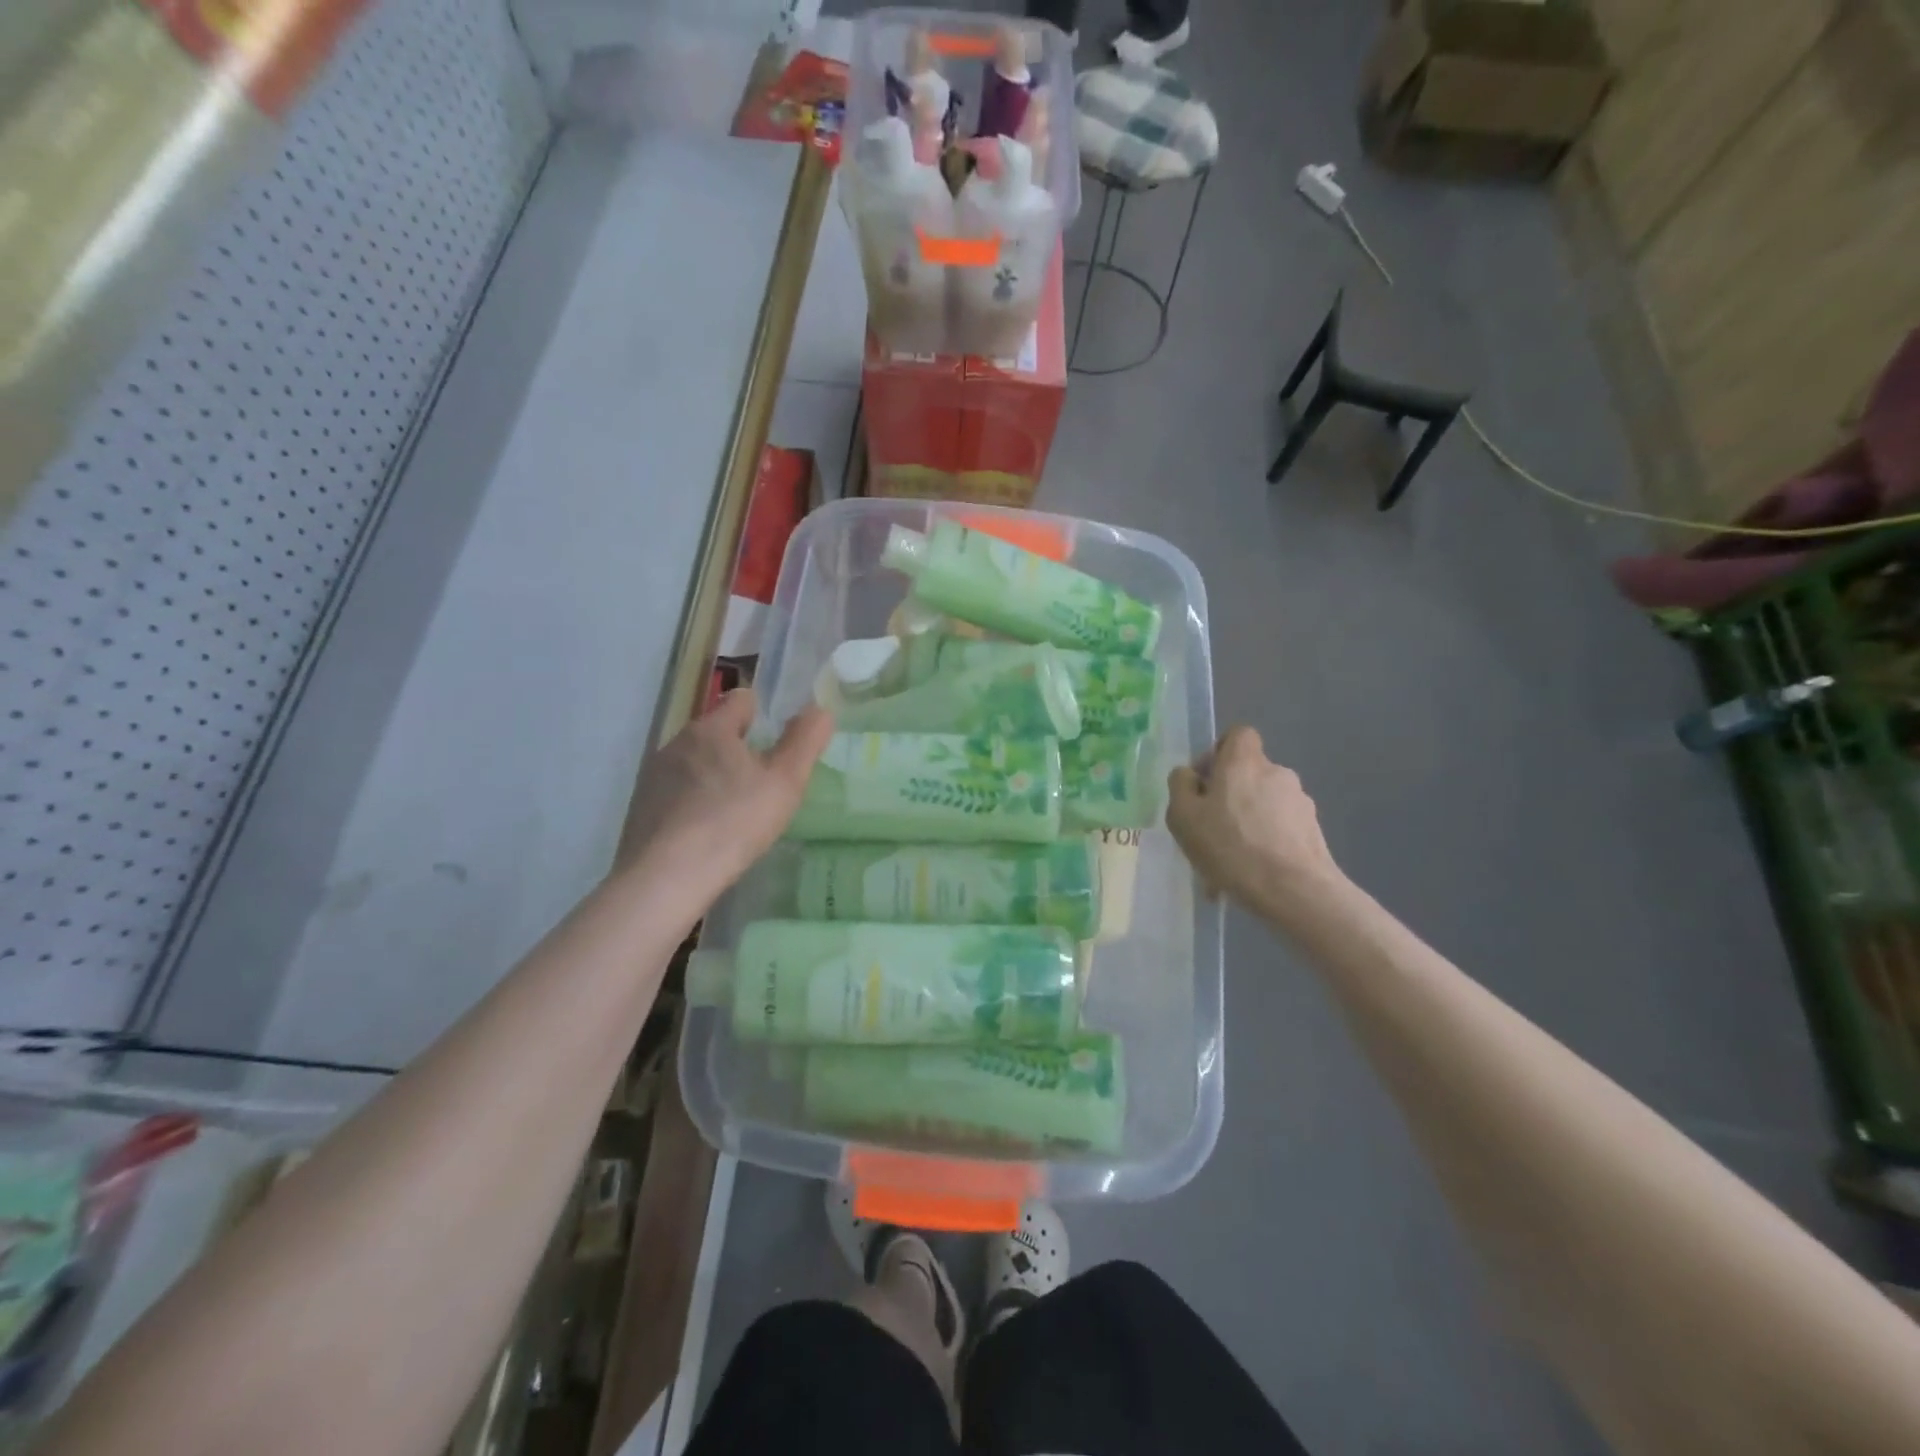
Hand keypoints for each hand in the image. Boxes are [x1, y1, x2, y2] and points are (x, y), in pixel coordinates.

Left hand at [617, 688, 832, 901]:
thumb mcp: (785, 781)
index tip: (777, 743)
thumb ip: (805, 741)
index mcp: (711, 729)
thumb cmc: (734, 822)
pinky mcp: (640, 808)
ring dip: (714, 777)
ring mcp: (653, 776)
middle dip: (738, 749)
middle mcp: (677, 743)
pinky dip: (692, 803)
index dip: (763, 714)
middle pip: (716, 733)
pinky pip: (675, 793)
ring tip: (735, 812)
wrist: (665, 878)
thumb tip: (819, 709)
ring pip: (694, 763)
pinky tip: (706, 833)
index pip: (741, 700)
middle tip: (763, 784)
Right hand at [1166, 727, 1344, 916]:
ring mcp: (1300, 802)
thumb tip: (1189, 774)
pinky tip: (1249, 875)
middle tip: (1209, 830)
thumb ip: (1180, 786)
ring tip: (1227, 863)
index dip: (1219, 752)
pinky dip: (1263, 845)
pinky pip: (1278, 831)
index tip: (1205, 782)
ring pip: (1262, 806)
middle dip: (1229, 796)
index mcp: (1243, 761)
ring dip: (1245, 824)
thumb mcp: (1183, 816)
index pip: (1238, 735)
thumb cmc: (1230, 846)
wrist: (1294, 890)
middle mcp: (1276, 772)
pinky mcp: (1313, 831)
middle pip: (1248, 773)